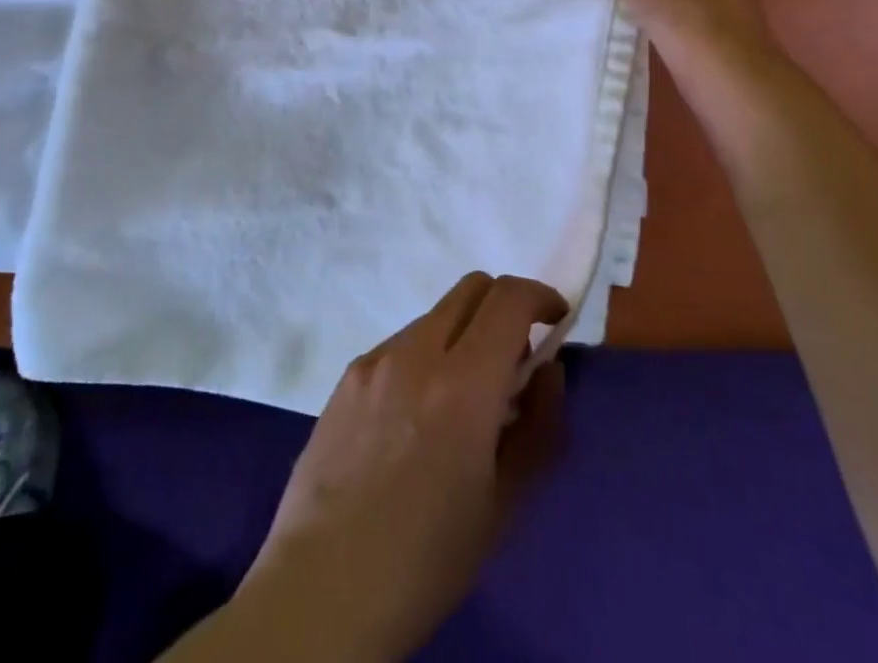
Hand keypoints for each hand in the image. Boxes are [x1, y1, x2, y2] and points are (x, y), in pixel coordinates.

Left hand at [228, 273, 567, 660]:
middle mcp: (416, 352)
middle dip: (504, 306)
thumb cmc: (426, 560)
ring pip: (435, 315)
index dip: (540, 297)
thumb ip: (537, 426)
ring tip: (460, 401)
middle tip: (514, 358)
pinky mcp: (348, 374)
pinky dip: (426, 357)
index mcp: (462, 384)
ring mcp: (376, 358)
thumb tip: (546, 371)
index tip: (555, 321)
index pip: (509, 298)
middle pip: (472, 288)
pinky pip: (401, 344)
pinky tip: (415, 418)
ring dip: (463, 335)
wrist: (322, 588)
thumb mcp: (504, 504)